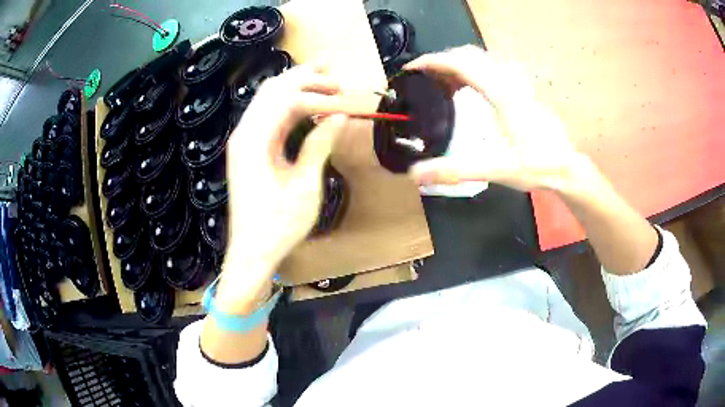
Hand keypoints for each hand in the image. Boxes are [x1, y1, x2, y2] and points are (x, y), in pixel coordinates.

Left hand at [217, 65, 347, 311]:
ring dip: (295, 86)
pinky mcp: (248, 150)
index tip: (346, 102)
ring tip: (322, 77)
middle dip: (304, 76)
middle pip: (273, 90)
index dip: (319, 96)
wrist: (251, 253)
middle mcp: (244, 133)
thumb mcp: (305, 186)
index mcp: (254, 140)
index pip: (288, 100)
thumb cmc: (278, 226)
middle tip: (333, 70)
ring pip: (268, 99)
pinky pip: (267, 117)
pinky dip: (287, 105)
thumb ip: (320, 146)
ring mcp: (244, 140)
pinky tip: (306, 104)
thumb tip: (340, 116)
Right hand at [404, 45, 585, 191]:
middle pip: (469, 55)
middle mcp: (508, 82)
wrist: (567, 167)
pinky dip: (474, 71)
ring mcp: (517, 84)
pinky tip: (470, 90)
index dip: (433, 61)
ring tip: (443, 83)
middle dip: (443, 61)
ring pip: (482, 59)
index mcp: (501, 95)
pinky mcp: (523, 90)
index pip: (461, 64)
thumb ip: (456, 170)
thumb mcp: (496, 170)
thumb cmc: (536, 166)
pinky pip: (493, 68)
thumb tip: (415, 174)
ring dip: (458, 64)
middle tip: (425, 78)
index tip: (412, 68)